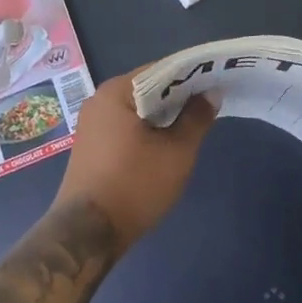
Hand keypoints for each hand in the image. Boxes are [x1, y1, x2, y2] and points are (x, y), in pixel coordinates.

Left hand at [55, 71, 215, 248]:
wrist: (86, 234)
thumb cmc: (135, 185)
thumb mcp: (176, 152)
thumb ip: (196, 118)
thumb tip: (211, 93)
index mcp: (117, 91)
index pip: (161, 69)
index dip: (190, 75)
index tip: (215, 81)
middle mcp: (99, 99)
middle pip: (146, 87)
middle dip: (177, 95)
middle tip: (208, 104)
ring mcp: (91, 123)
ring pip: (135, 107)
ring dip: (162, 114)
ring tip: (191, 123)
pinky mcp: (90, 144)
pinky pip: (123, 124)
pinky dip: (145, 127)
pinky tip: (164, 142)